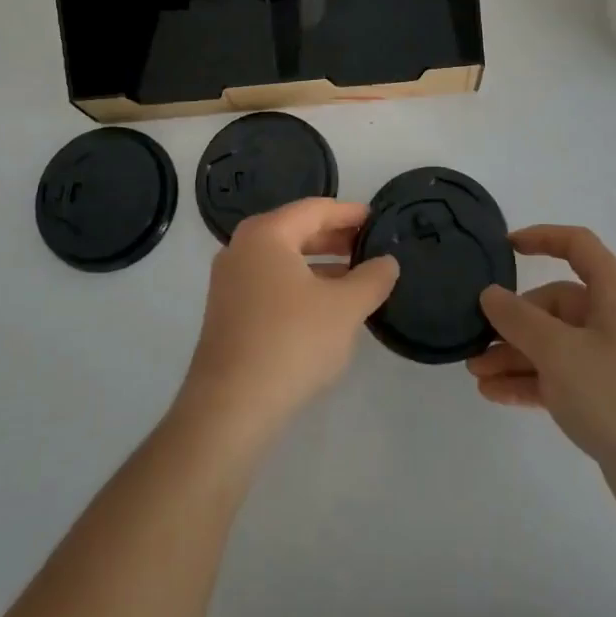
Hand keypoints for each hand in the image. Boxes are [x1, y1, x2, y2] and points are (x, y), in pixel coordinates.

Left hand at [179, 199, 399, 441]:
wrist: (230, 407)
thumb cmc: (291, 341)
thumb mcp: (345, 308)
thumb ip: (372, 279)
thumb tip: (387, 262)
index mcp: (267, 234)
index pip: (315, 210)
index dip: (349, 213)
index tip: (377, 219)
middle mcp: (242, 248)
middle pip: (297, 231)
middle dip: (335, 238)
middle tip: (370, 247)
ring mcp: (230, 281)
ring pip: (284, 259)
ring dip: (320, 264)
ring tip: (355, 277)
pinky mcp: (228, 312)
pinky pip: (271, 283)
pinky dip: (300, 285)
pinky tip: (325, 306)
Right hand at [467, 225, 615, 526]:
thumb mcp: (559, 350)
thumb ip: (519, 319)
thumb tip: (490, 294)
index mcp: (614, 295)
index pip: (577, 246)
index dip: (542, 238)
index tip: (505, 247)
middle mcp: (613, 322)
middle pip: (555, 304)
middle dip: (513, 321)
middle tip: (477, 339)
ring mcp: (610, 363)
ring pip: (553, 345)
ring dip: (514, 356)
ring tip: (476, 373)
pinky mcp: (606, 401)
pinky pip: (559, 379)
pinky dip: (529, 382)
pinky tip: (494, 394)